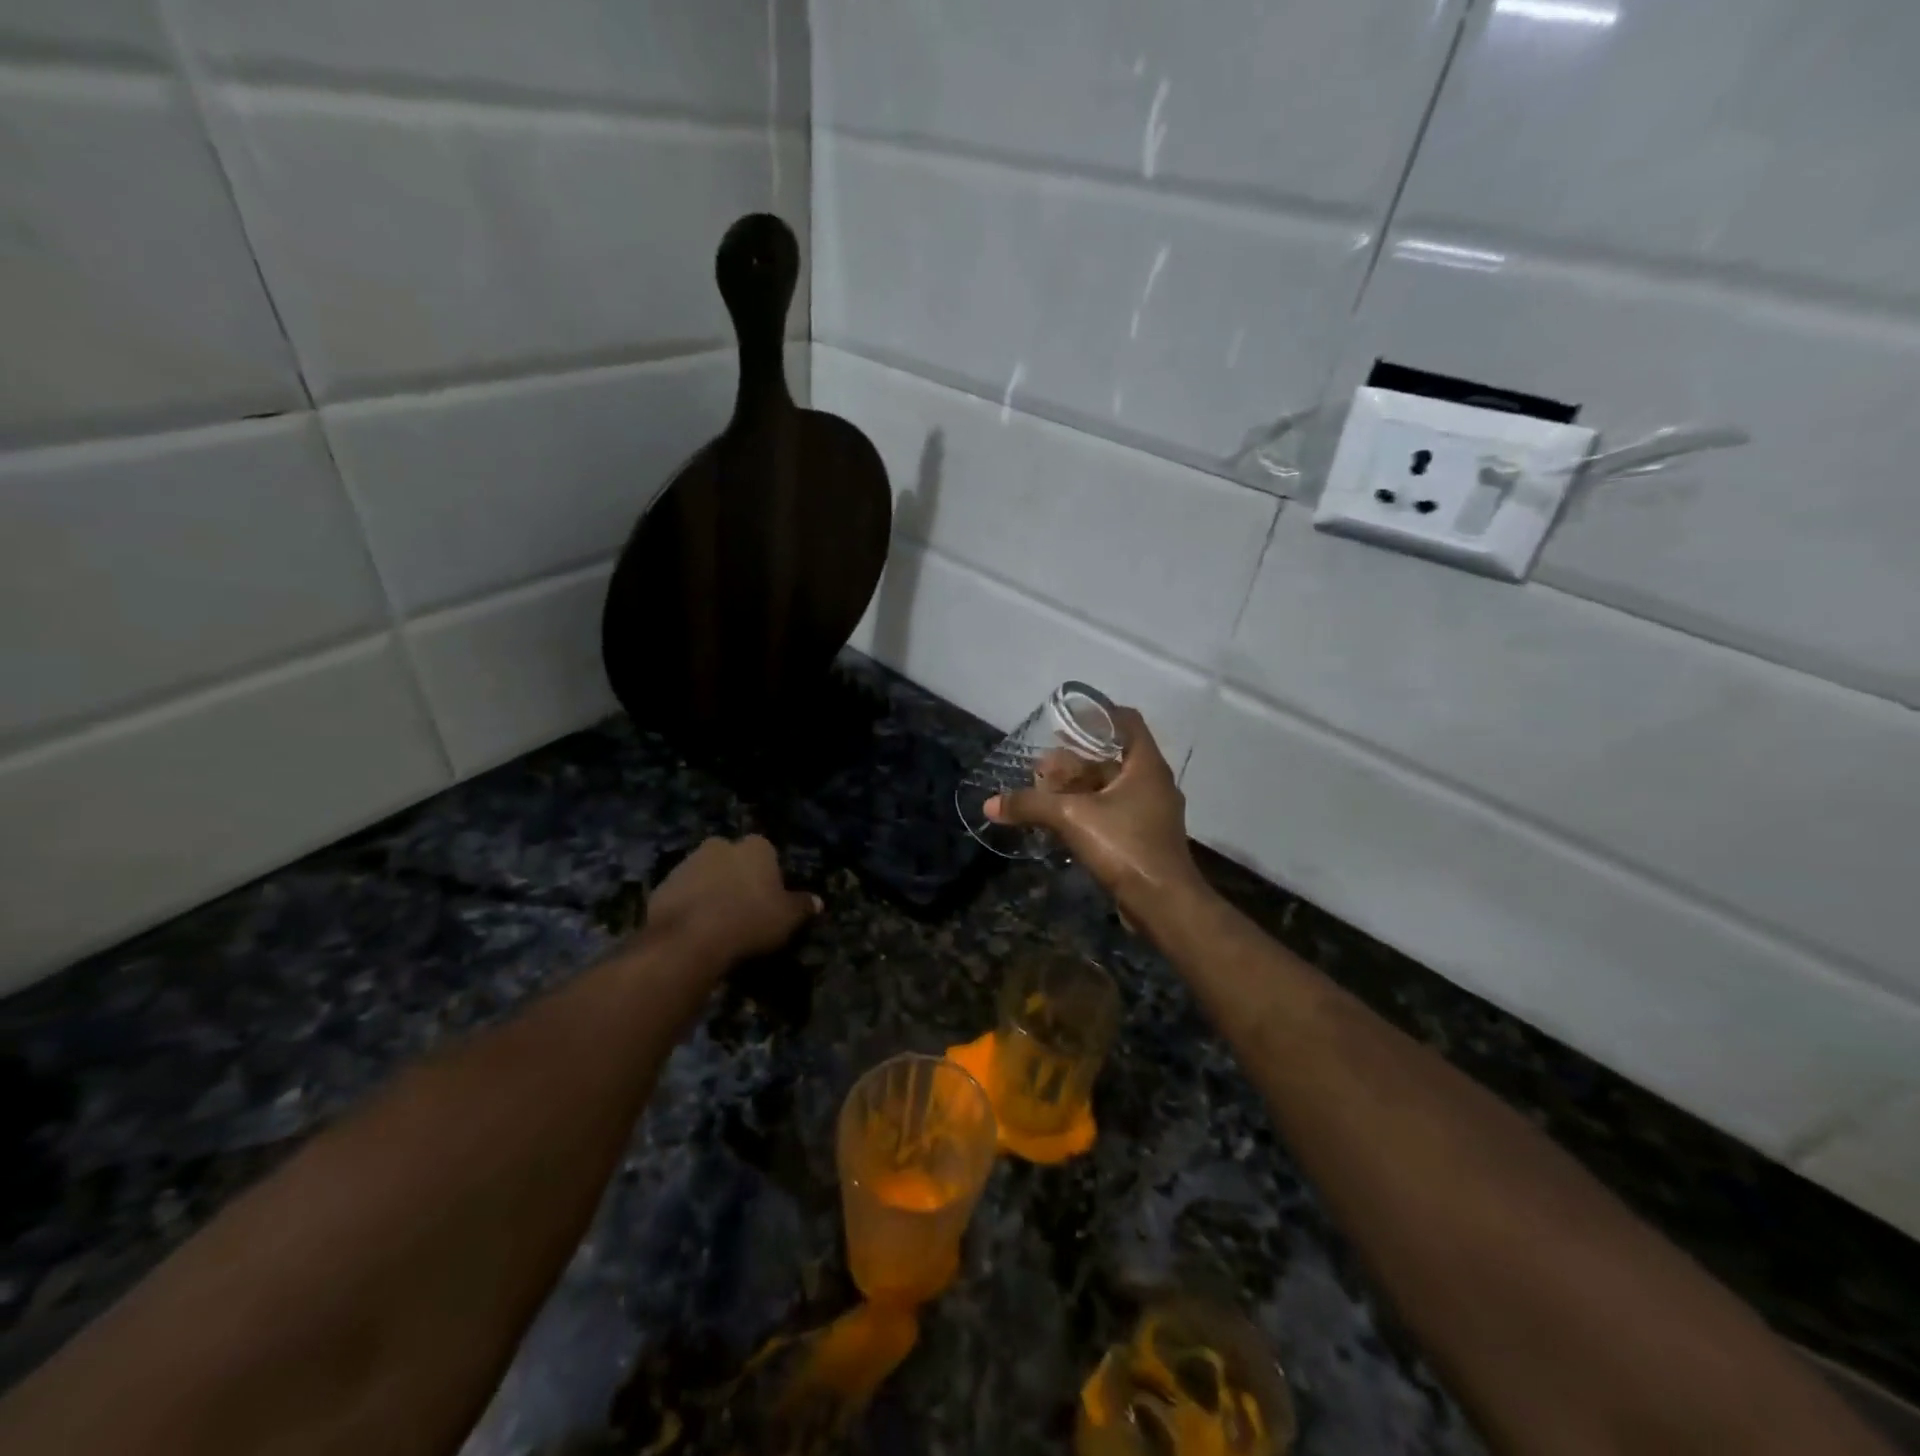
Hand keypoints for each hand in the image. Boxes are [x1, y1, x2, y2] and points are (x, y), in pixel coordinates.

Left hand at [647, 836, 819, 963]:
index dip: (767, 874)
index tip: (768, 897)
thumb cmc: (750, 920)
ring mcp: (687, 863)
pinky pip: (682, 894)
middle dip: (735, 876)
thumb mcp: (788, 917)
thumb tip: (817, 901)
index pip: (766, 852)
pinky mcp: (662, 885)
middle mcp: (720, 845)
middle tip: (742, 907)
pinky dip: (688, 906)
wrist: (692, 938)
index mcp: (755, 846)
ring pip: (704, 874)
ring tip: (717, 923)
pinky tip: (695, 930)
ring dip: (710, 890)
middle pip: (731, 859)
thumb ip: (802, 906)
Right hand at [986, 708, 1206, 916]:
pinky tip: (1059, 819)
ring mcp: (1150, 812)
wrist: (1164, 904)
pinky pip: (1112, 812)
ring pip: (1111, 787)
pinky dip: (1087, 809)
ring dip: (1079, 787)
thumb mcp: (1072, 818)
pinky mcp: (1143, 838)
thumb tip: (990, 804)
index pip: (1127, 721)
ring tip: (1043, 790)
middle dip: (1075, 759)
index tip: (1067, 719)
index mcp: (1146, 766)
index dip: (1098, 714)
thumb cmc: (1126, 847)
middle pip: (1112, 757)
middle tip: (1042, 764)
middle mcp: (1152, 783)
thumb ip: (1031, 805)